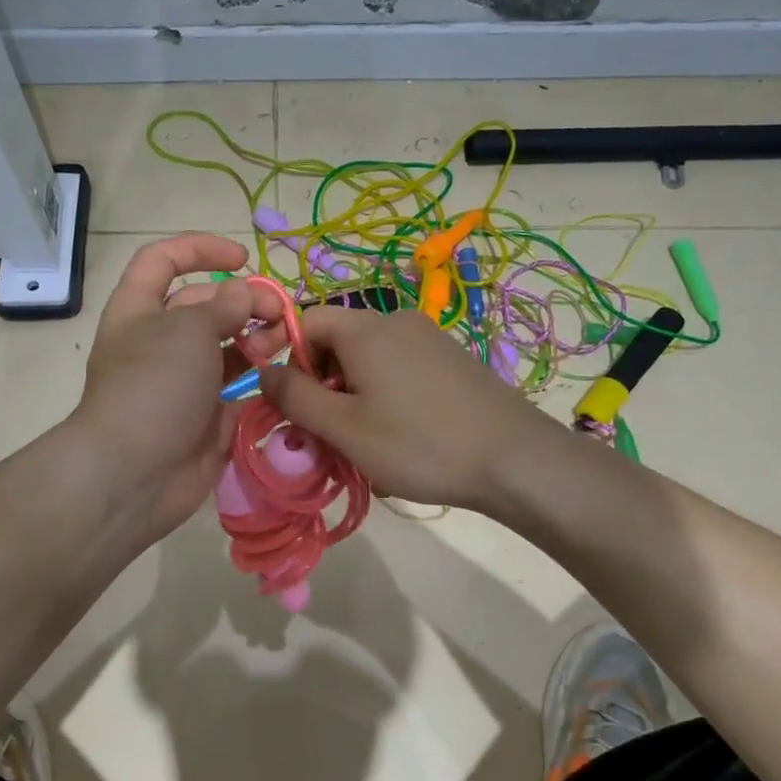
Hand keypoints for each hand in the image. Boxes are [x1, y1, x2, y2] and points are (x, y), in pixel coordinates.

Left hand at [69, 234, 256, 541]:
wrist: (134, 473)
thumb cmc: (154, 385)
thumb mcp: (187, 329)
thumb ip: (223, 306)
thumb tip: (244, 295)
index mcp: (140, 310)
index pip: (163, 261)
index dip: (200, 249)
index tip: (243, 257)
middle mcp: (160, 342)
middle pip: (204, 305)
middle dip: (243, 300)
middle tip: (279, 311)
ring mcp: (183, 382)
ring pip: (226, 348)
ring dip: (257, 337)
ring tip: (285, 339)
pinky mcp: (206, 418)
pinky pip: (238, 390)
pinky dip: (260, 380)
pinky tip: (284, 374)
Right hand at [257, 306, 560, 511]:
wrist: (516, 460)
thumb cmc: (419, 443)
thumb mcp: (344, 427)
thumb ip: (295, 396)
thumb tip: (264, 371)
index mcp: (366, 329)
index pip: (305, 321)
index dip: (285, 357)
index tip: (286, 403)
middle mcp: (397, 321)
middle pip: (337, 341)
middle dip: (320, 384)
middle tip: (321, 433)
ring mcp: (430, 339)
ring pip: (369, 361)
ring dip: (351, 396)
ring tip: (360, 444)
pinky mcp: (452, 361)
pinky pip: (399, 370)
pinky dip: (383, 397)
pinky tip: (397, 437)